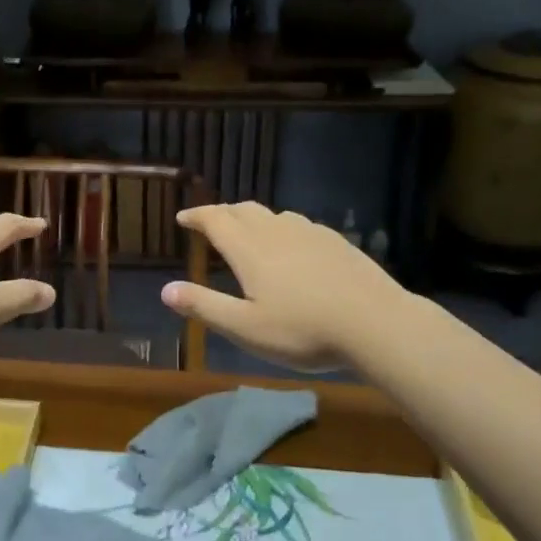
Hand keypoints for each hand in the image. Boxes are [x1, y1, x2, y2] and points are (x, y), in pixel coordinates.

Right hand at [160, 203, 406, 370]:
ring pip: (273, 215)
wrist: (376, 323)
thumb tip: (165, 290)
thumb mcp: (246, 328)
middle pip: (243, 210)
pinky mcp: (336, 241)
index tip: (182, 217)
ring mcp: (310, 233)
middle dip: (222, 213)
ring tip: (247, 232)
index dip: (196, 216)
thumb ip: (205, 307)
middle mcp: (276, 231)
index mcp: (250, 249)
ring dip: (252, 218)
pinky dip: (281, 228)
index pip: (215, 220)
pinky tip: (292, 247)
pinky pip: (298, 225)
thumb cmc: (303, 330)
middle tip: (210, 222)